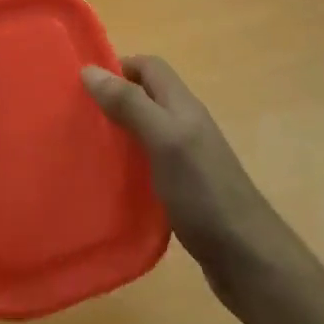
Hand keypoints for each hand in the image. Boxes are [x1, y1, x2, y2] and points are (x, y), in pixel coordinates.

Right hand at [83, 56, 288, 298]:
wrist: (246, 256)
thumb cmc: (203, 191)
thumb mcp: (164, 139)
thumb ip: (130, 104)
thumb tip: (89, 69)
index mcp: (182, 106)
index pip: (149, 67)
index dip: (118, 67)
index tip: (82, 84)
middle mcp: (185, 125)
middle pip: (146, 98)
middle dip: (112, 100)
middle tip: (77, 117)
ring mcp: (186, 159)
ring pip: (145, 131)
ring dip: (118, 133)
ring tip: (84, 147)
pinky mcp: (183, 189)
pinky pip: (149, 163)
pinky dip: (128, 165)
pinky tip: (109, 182)